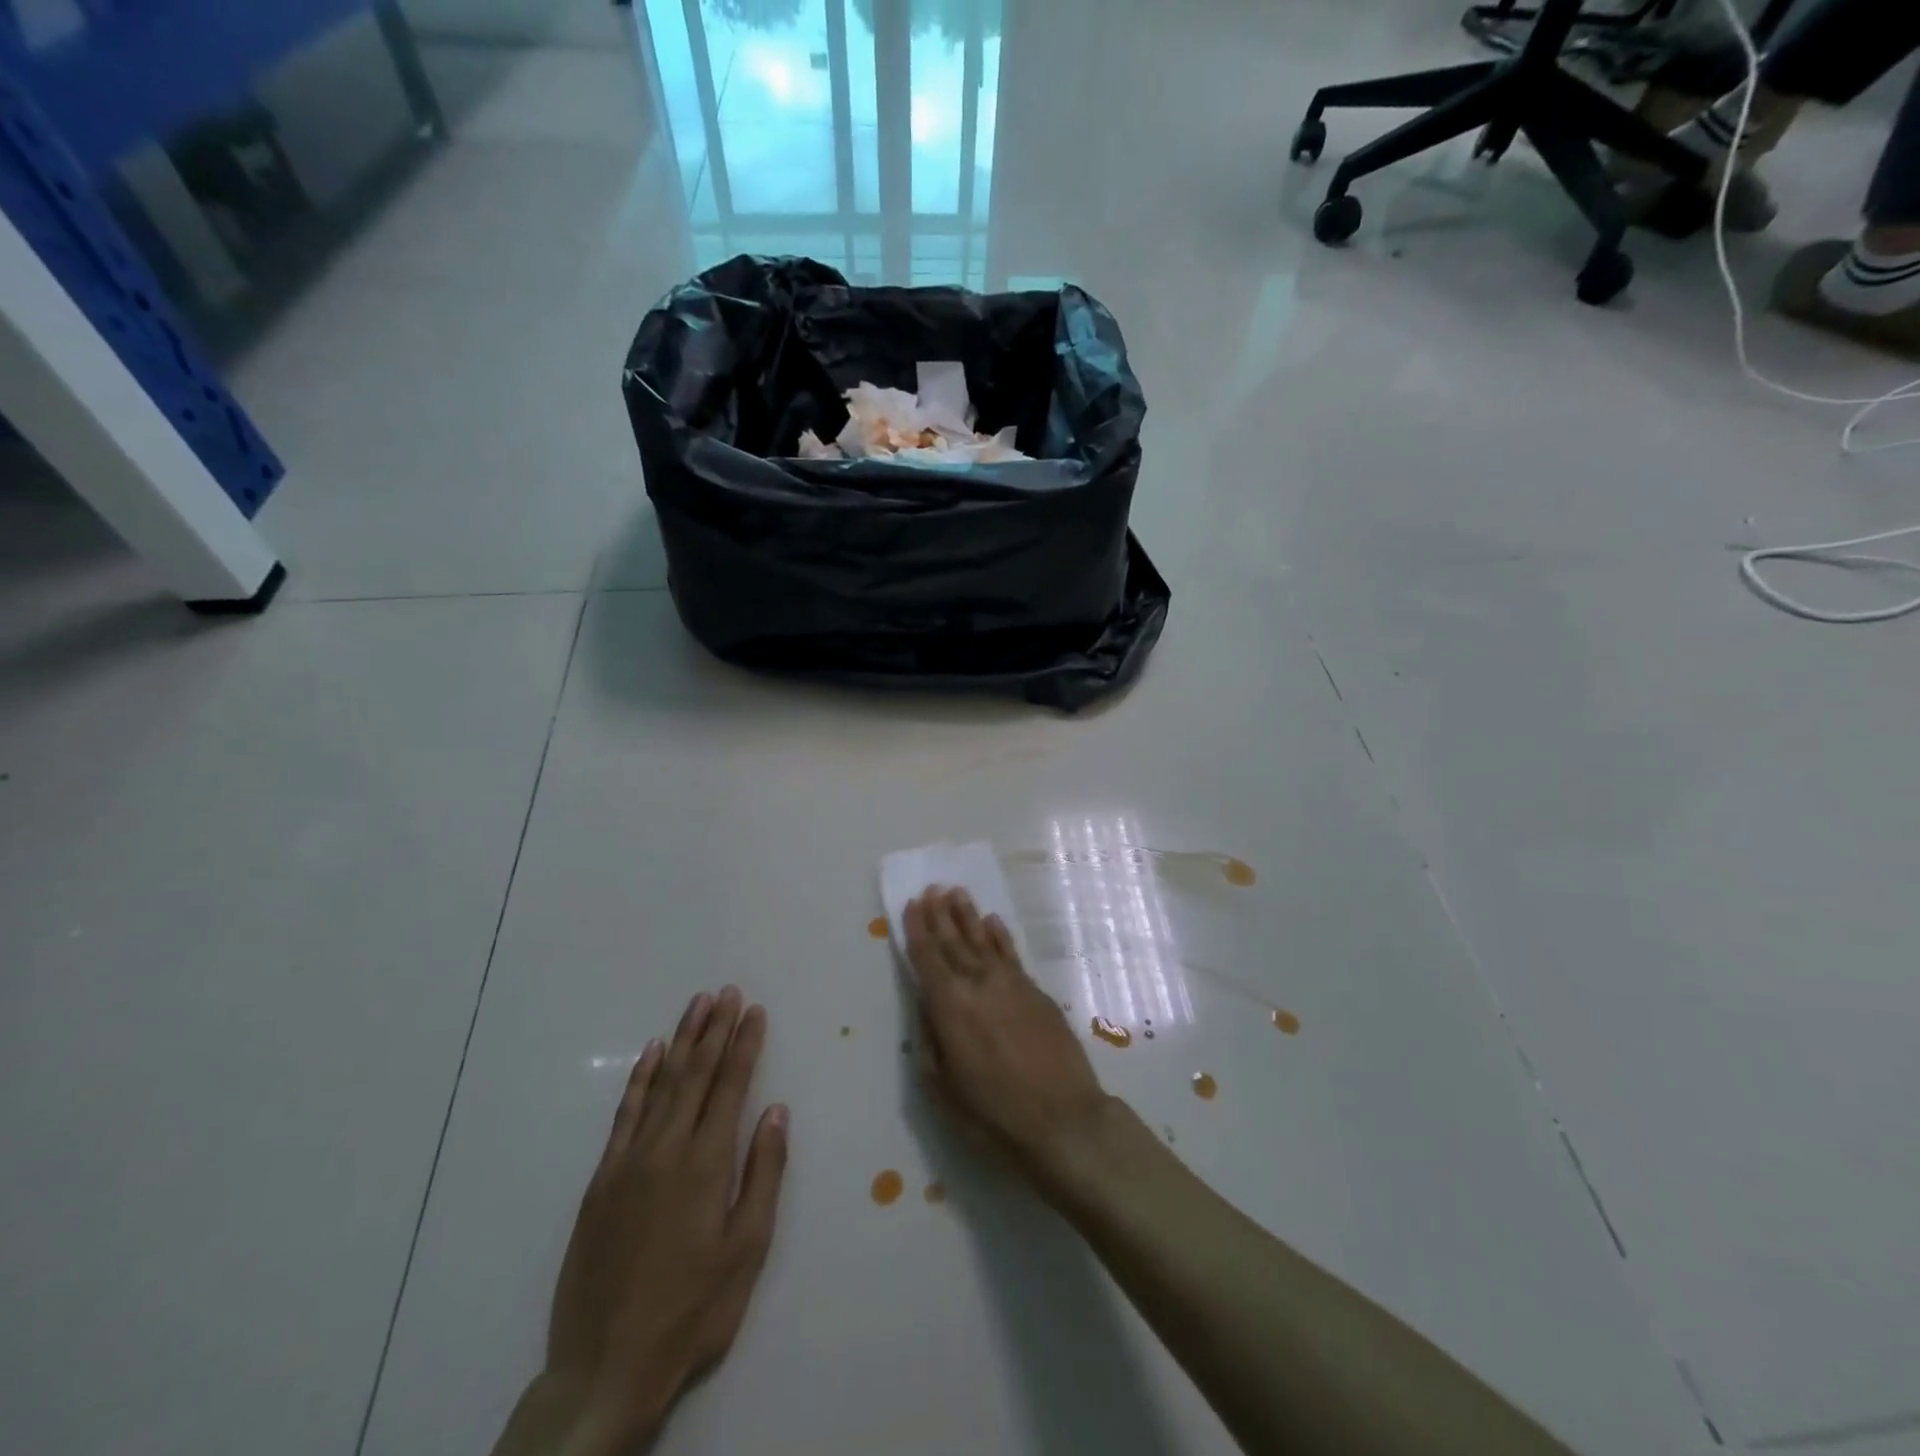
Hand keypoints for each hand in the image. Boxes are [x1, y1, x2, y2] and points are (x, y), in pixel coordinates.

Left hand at [541, 987, 788, 1451]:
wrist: (605, 1368)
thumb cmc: (691, 1310)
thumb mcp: (746, 1251)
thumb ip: (763, 1174)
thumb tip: (776, 1111)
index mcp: (706, 1164)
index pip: (730, 1086)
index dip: (744, 1044)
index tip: (754, 1010)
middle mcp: (667, 1149)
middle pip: (695, 1074)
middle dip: (715, 1029)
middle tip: (728, 991)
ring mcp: (629, 1162)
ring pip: (661, 1084)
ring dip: (681, 1041)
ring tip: (697, 1005)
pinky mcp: (602, 1180)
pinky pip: (624, 1114)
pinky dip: (640, 1079)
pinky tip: (651, 1055)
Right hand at [904, 887, 1114, 1197]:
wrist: (1062, 1119)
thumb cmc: (992, 1113)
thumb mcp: (942, 1087)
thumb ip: (930, 1038)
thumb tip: (925, 1003)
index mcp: (950, 1005)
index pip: (928, 957)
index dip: (918, 929)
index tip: (913, 903)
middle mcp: (979, 983)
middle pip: (955, 941)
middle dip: (941, 914)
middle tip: (933, 887)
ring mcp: (1011, 983)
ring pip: (984, 940)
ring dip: (969, 915)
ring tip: (958, 892)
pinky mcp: (1037, 991)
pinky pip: (1012, 954)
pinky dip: (1000, 935)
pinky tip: (994, 921)